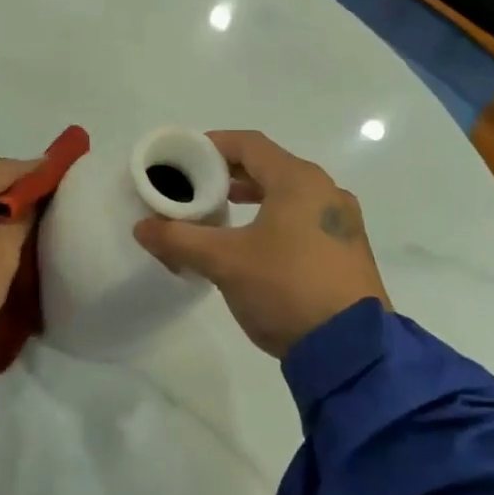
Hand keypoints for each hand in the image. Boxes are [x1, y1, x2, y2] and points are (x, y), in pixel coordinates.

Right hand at [133, 131, 389, 359]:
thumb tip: (141, 228)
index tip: (184, 158)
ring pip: (289, 194)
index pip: (249, 144)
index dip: (213, 146)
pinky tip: (255, 245)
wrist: (352, 350)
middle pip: (270, 167)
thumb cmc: (285, 288)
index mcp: (299, 181)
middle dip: (229, 175)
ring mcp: (342, 222)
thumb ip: (179, 239)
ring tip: (221, 213)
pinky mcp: (347, 250)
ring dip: (253, 197)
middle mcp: (326, 192)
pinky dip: (274, 218)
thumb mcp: (224, 262)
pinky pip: (304, 218)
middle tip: (196, 188)